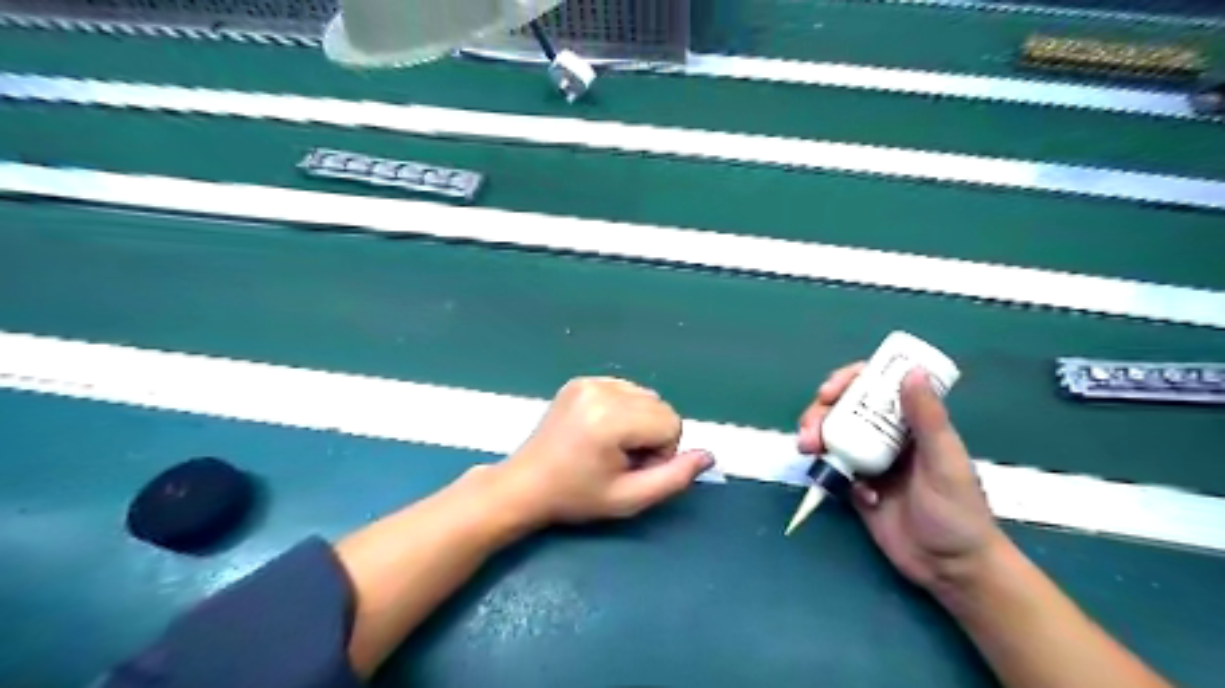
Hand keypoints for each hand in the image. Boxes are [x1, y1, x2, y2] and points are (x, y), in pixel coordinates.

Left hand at [492, 376, 714, 527]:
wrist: (526, 484)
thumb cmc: (576, 497)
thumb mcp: (629, 499)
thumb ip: (674, 478)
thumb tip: (709, 455)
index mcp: (611, 418)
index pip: (672, 423)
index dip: (661, 452)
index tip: (632, 469)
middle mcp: (601, 390)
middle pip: (660, 406)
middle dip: (652, 435)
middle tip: (620, 460)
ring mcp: (589, 381)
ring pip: (645, 396)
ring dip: (639, 421)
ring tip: (610, 445)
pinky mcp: (580, 380)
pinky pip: (625, 389)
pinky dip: (623, 409)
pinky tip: (600, 430)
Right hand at [800, 367, 1010, 589]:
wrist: (950, 569)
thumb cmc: (958, 512)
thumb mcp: (944, 462)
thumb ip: (927, 418)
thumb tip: (912, 371)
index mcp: (910, 423)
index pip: (875, 387)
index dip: (848, 381)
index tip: (829, 391)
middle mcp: (886, 436)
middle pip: (843, 409)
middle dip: (819, 412)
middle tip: (809, 428)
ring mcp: (868, 461)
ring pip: (832, 435)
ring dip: (814, 436)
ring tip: (807, 449)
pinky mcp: (855, 487)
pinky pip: (832, 469)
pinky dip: (828, 471)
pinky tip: (847, 491)